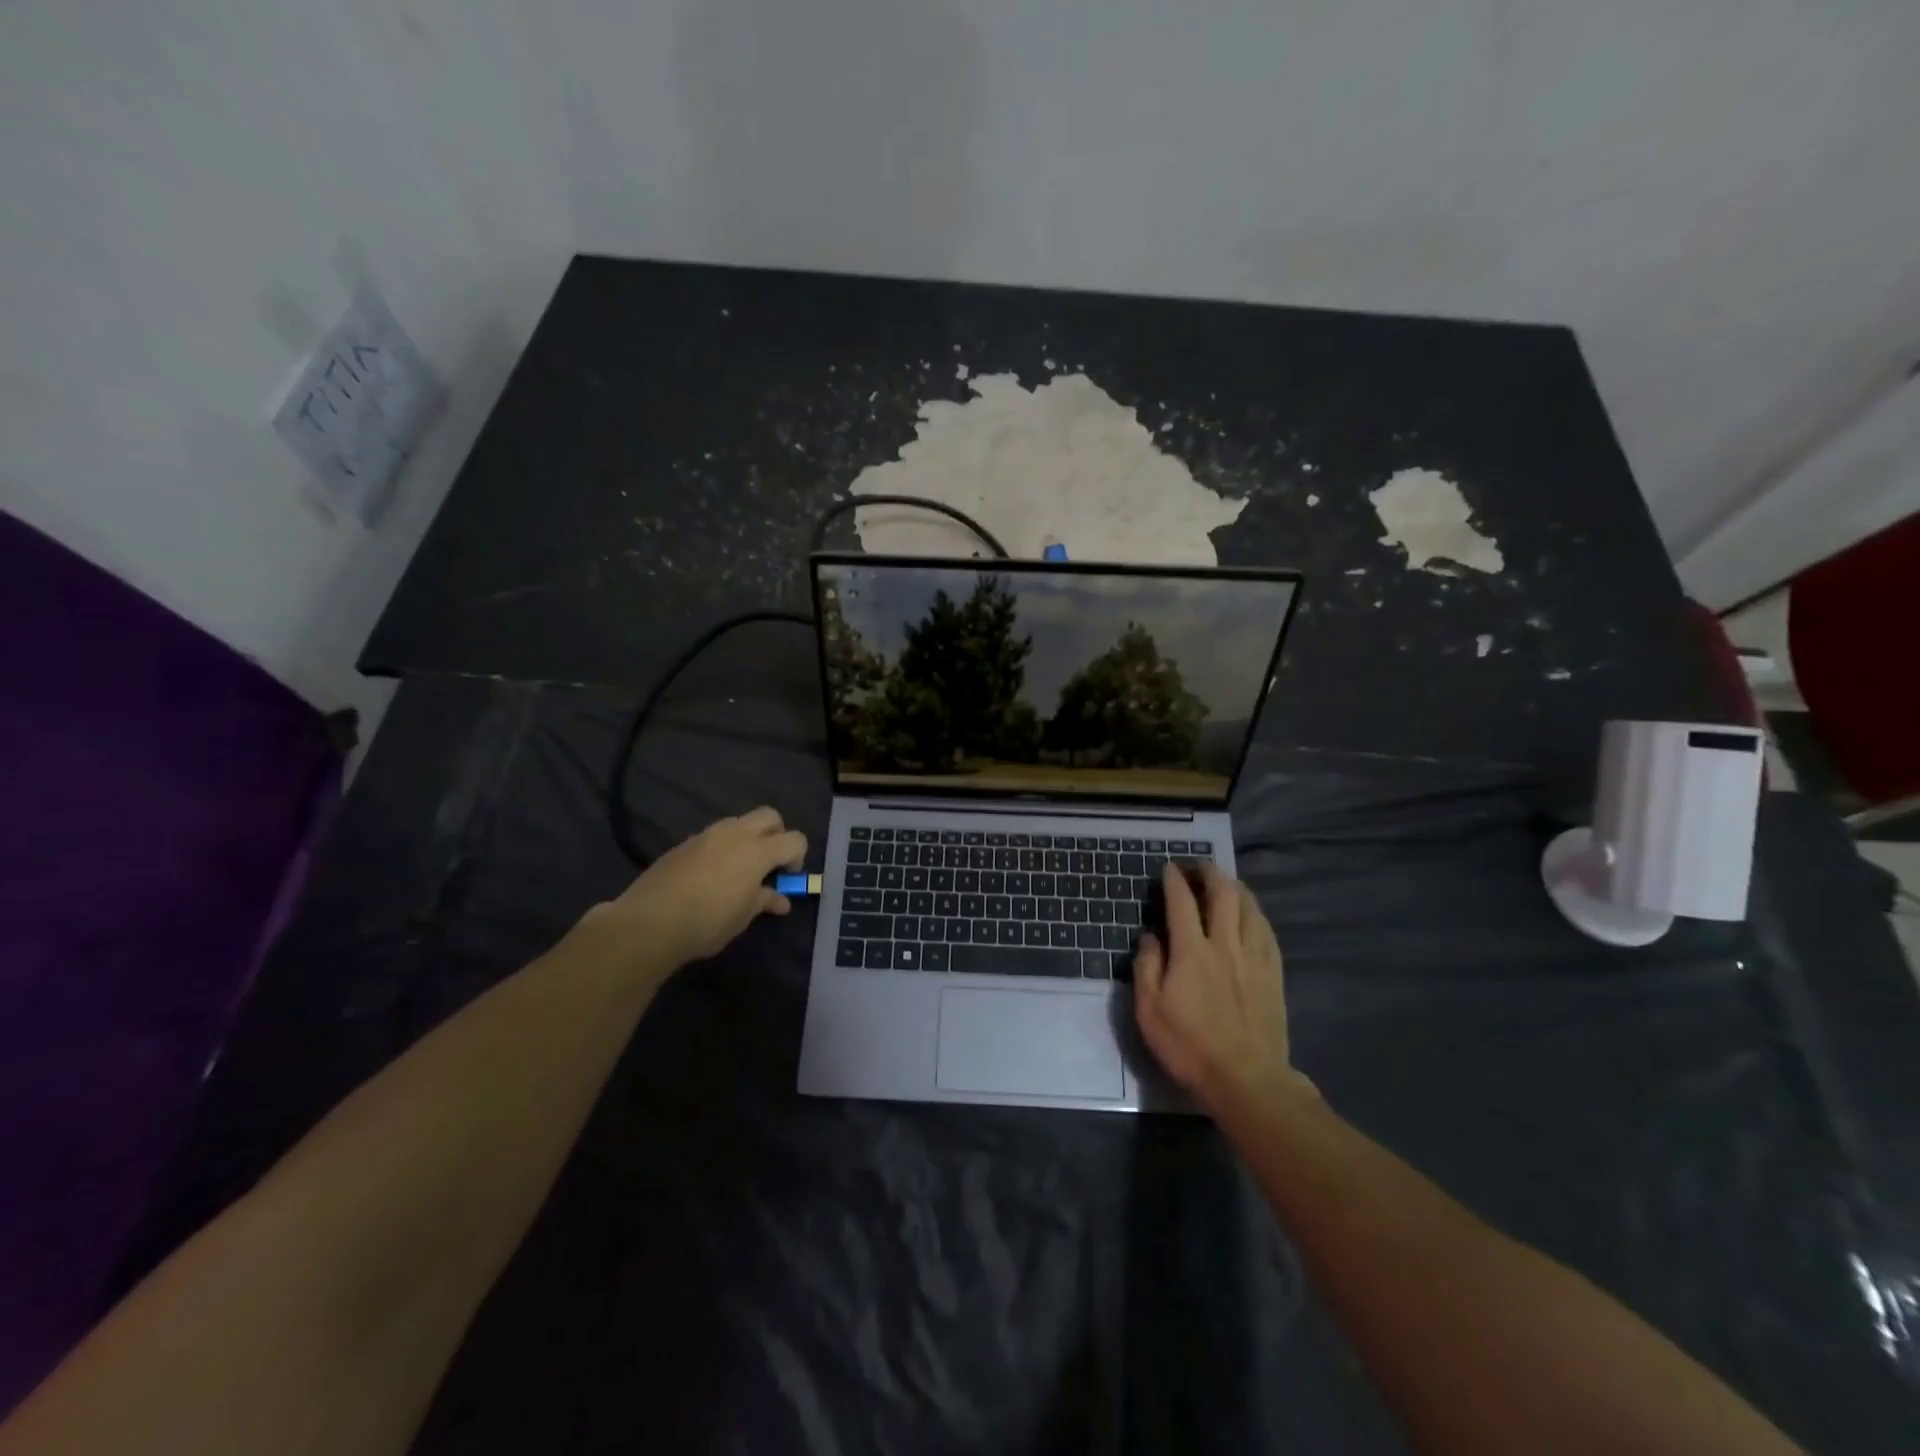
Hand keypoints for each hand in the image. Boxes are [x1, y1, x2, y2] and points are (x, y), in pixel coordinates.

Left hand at [589, 807, 807, 970]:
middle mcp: (735, 834)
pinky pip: (713, 837)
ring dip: (748, 839)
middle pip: (769, 816)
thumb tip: (780, 900)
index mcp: (757, 851)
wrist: (648, 922)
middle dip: (777, 834)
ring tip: (739, 870)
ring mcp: (706, 836)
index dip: (798, 856)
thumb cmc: (706, 922)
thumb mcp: (742, 917)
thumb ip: (764, 901)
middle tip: (770, 863)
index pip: (794, 839)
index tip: (787, 877)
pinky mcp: (683, 844)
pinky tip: (710, 876)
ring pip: (738, 823)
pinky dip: (722, 848)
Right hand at [1133, 862, 1306, 1114]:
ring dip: (1236, 887)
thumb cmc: (1189, 1045)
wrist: (1246, 1079)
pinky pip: (1266, 931)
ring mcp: (1254, 958)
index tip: (1169, 867)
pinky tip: (1251, 914)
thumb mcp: (1150, 1010)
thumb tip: (1150, 936)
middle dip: (1210, 872)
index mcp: (1192, 951)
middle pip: (1222, 894)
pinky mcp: (1273, 974)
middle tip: (1199, 865)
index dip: (1174, 880)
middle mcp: (1225, 944)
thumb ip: (1147, 967)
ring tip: (1226, 881)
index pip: (1182, 902)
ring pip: (1249, 907)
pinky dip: (1255, 913)